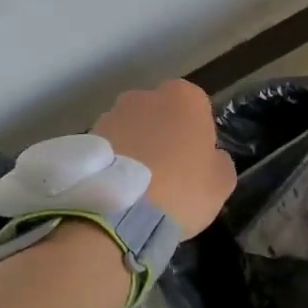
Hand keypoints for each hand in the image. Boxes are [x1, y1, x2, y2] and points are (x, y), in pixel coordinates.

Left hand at [93, 80, 236, 238]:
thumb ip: (220, 160)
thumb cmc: (181, 190)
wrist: (120, 212)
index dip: (198, 137)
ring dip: (137, 148)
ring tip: (139, 186)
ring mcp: (111, 113)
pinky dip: (115, 162)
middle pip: (161, 114)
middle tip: (168, 173)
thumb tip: (211, 157)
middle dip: (164, 136)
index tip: (196, 163)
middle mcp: (145, 95)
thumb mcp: (222, 182)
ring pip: (132, 129)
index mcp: (185, 97)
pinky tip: (119, 189)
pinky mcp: (86, 136)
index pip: (198, 109)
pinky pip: (110, 148)